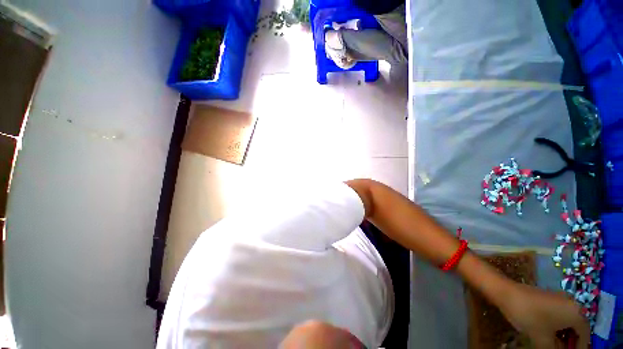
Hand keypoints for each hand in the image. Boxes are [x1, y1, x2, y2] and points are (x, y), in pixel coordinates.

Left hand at [500, 283, 589, 348]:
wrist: (507, 293)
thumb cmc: (529, 316)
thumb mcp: (543, 340)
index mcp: (577, 313)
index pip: (585, 336)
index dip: (579, 348)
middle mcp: (573, 304)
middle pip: (577, 328)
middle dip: (571, 342)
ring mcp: (561, 299)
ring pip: (568, 322)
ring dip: (563, 335)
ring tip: (554, 346)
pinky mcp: (550, 297)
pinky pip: (559, 315)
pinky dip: (557, 327)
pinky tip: (548, 335)